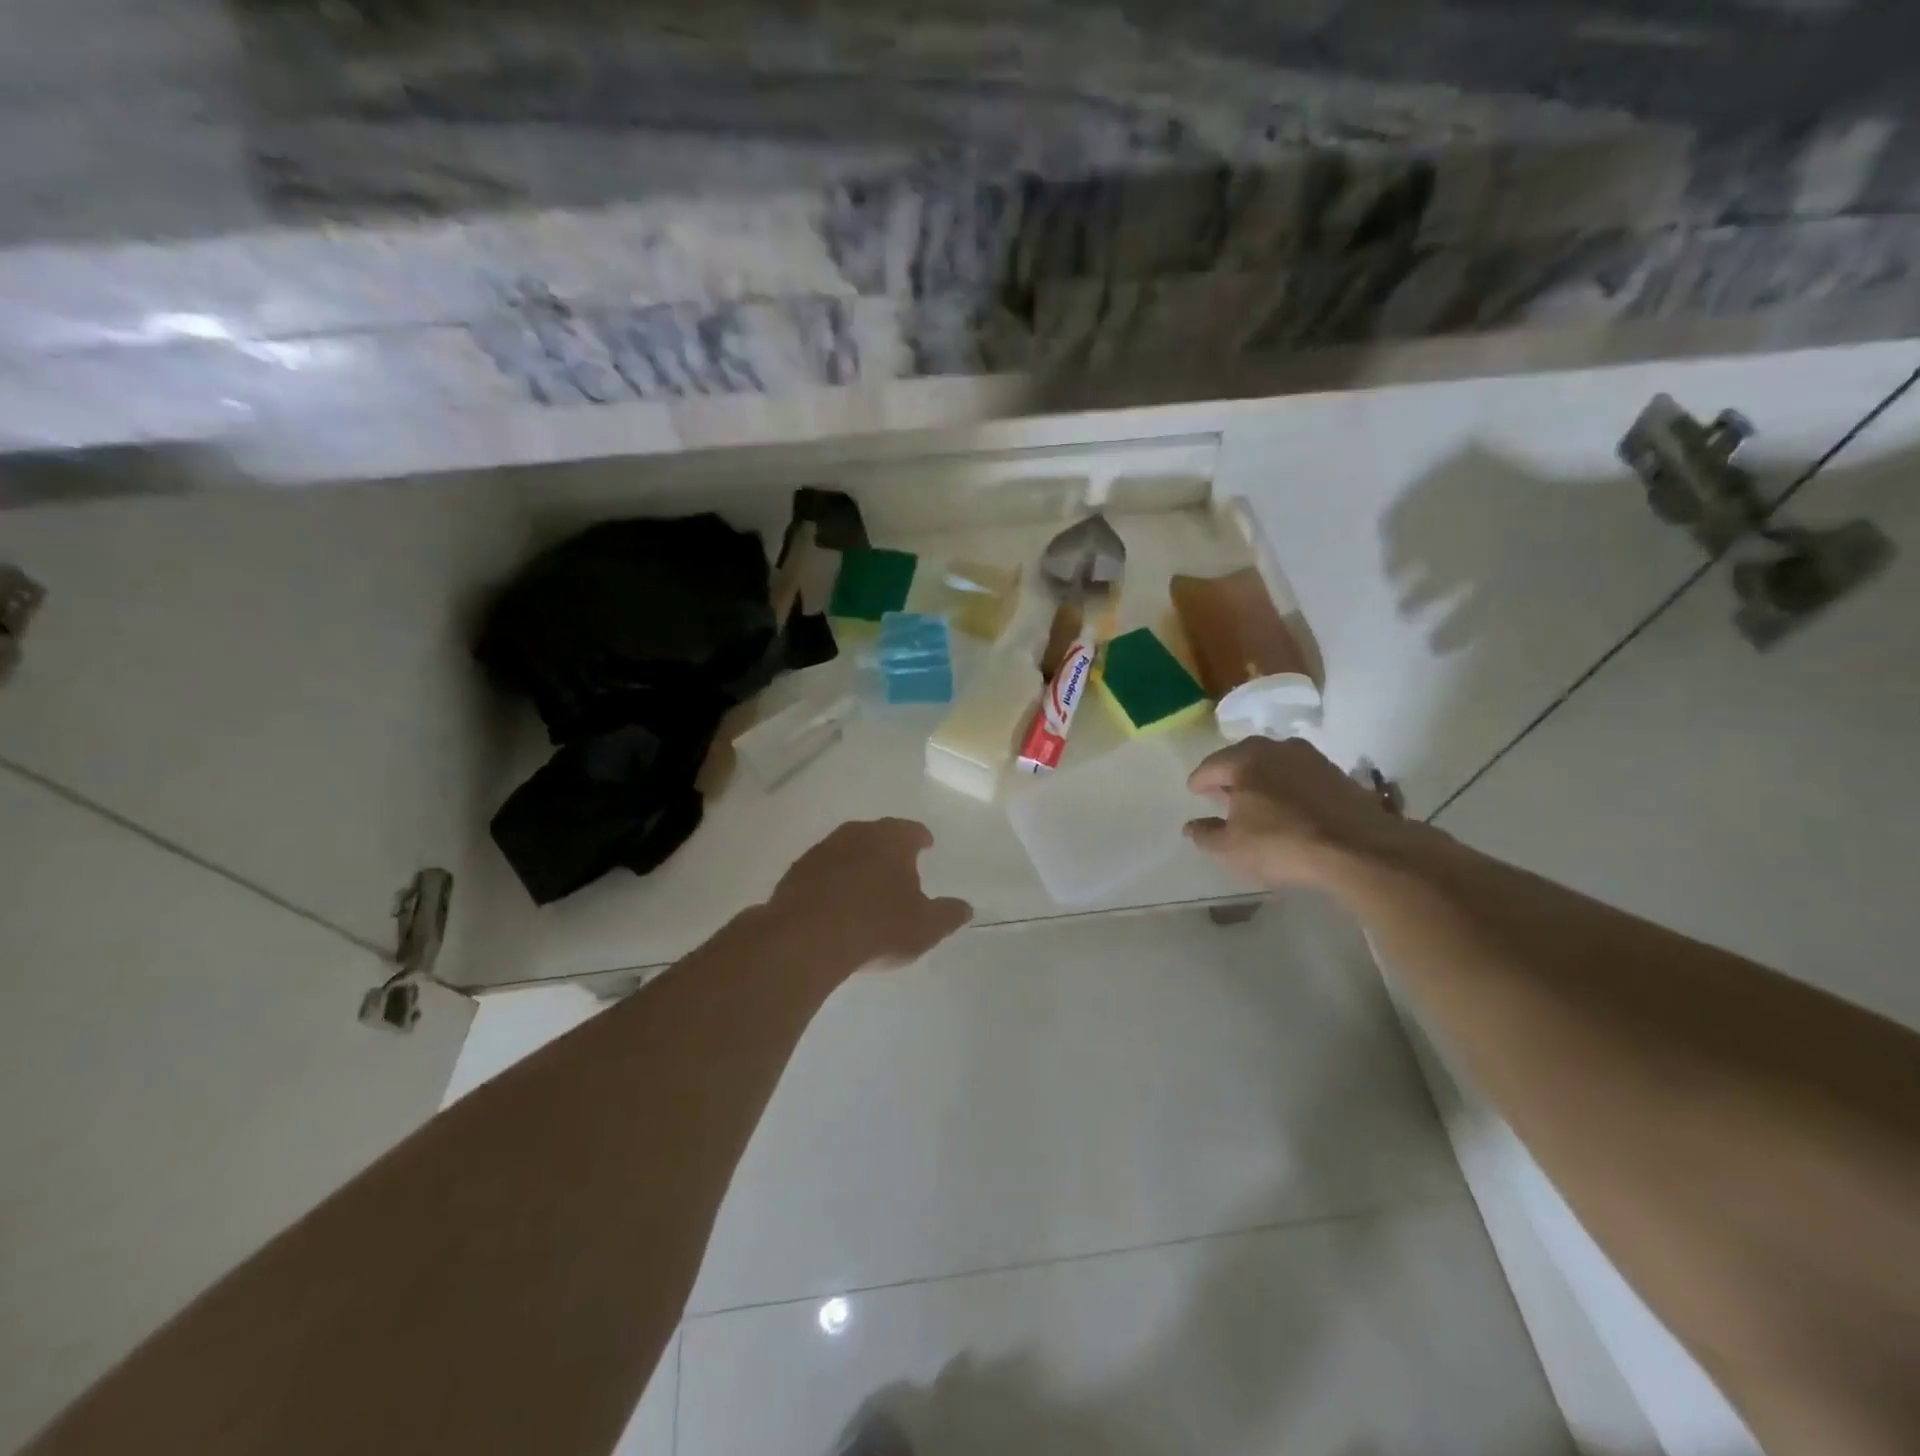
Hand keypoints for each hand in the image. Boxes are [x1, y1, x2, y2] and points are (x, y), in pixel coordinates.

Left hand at [768, 819, 972, 971]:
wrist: (806, 939)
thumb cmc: (877, 926)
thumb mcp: (925, 927)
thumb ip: (948, 914)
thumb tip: (966, 908)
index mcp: (892, 839)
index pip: (912, 830)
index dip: (921, 838)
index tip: (926, 845)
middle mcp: (856, 834)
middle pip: (877, 835)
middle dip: (888, 849)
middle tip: (898, 866)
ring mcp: (821, 851)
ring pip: (847, 850)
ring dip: (857, 863)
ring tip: (866, 886)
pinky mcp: (795, 872)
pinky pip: (822, 871)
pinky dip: (832, 880)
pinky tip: (835, 901)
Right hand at [1184, 738, 1410, 888]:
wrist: (1359, 849)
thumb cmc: (1282, 844)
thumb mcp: (1231, 848)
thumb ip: (1206, 835)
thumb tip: (1190, 826)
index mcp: (1244, 760)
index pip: (1210, 767)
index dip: (1199, 782)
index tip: (1194, 792)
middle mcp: (1276, 748)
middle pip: (1243, 758)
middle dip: (1230, 775)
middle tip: (1221, 793)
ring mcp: (1311, 758)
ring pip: (1274, 763)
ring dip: (1262, 778)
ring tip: (1256, 799)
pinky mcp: (1338, 774)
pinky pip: (1300, 775)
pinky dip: (1288, 786)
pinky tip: (1289, 806)